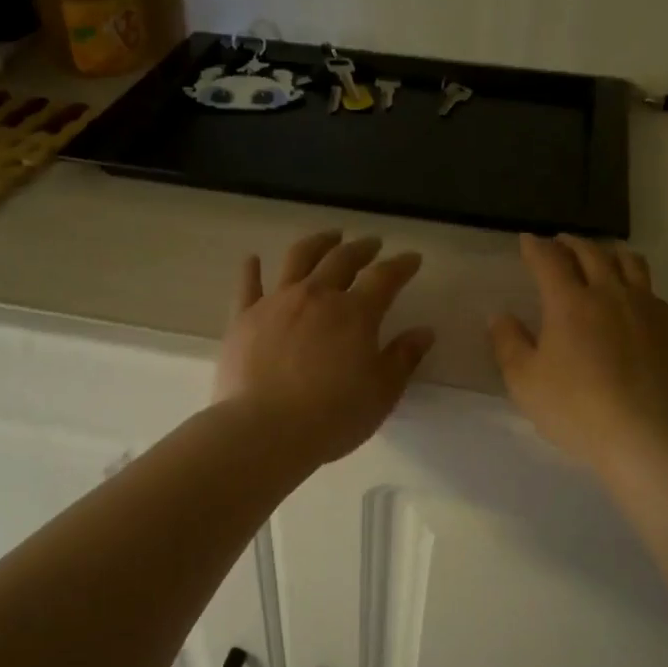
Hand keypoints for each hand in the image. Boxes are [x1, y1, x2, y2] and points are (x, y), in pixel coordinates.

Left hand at [216, 231, 435, 464]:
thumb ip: (403, 358)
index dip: (401, 265)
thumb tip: (424, 332)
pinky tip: (252, 259)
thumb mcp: (382, 392)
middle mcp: (316, 296)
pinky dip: (251, 269)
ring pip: (298, 259)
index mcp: (355, 313)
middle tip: (372, 243)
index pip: (385, 278)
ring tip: (328, 237)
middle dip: (361, 248)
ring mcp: (276, 302)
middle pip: (341, 259)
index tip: (412, 258)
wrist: (265, 429)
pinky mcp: (244, 318)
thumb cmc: (333, 415)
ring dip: (317, 243)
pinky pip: (248, 285)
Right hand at [490, 234, 667, 472]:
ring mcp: (644, 308)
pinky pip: (650, 288)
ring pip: (629, 262)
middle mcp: (609, 293)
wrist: (642, 434)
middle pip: (591, 253)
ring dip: (608, 252)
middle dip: (570, 243)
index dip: (536, 248)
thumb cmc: (574, 408)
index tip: (527, 241)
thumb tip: (500, 316)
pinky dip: (633, 279)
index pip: (549, 261)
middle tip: (559, 243)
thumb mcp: (524, 381)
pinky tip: (630, 294)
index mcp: (569, 302)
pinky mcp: (667, 327)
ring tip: (599, 256)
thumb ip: (508, 343)